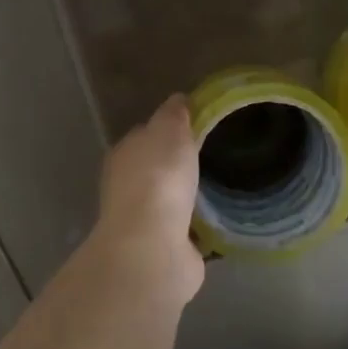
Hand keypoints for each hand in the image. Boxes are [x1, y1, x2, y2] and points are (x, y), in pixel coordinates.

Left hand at [91, 94, 205, 303]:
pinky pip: (187, 230)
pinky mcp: (165, 249)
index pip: (146, 134)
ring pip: (172, 200)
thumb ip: (173, 114)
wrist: (154, 246)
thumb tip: (178, 100)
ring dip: (191, 196)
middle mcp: (128, 188)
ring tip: (223, 187)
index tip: (200, 126)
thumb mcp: (169, 130)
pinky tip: (222, 219)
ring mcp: (145, 221)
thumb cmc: (159, 178)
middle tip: (216, 156)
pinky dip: (200, 226)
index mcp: (125, 155)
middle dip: (181, 165)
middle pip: (158, 168)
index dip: (170, 129)